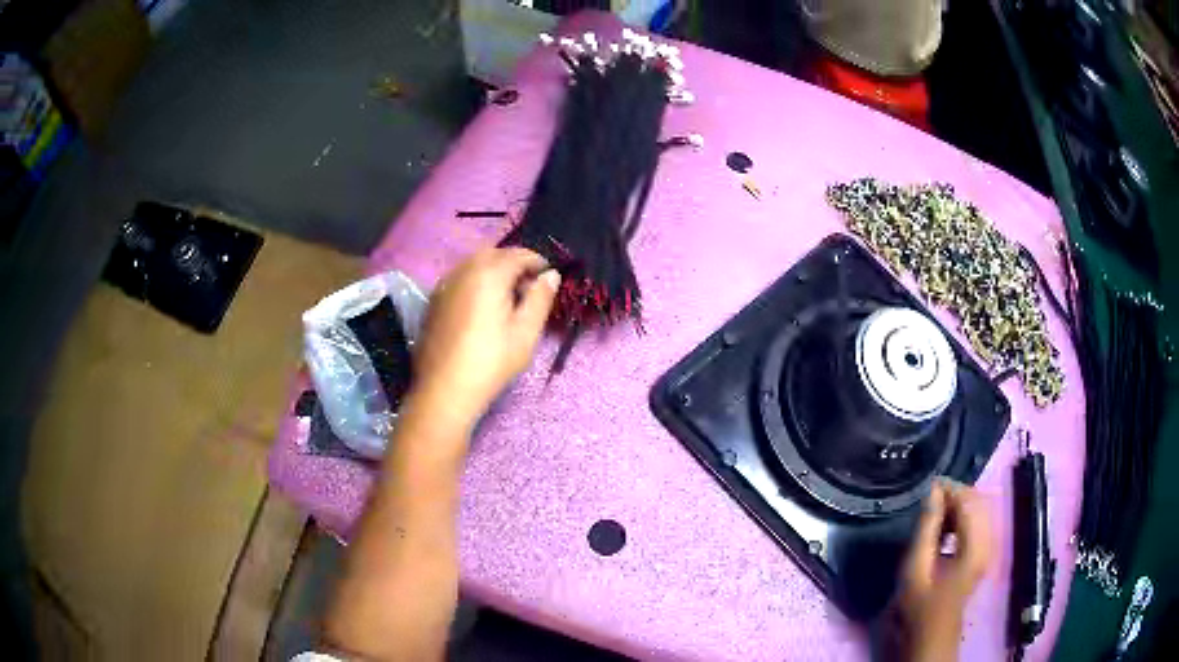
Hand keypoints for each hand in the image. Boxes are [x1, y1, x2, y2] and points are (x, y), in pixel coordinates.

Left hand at [408, 247, 559, 435]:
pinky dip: (474, 281)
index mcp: (489, 274)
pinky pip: (459, 278)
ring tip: (506, 297)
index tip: (548, 278)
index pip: (518, 254)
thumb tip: (551, 275)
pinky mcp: (434, 301)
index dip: (537, 262)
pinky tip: (481, 307)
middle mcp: (463, 271)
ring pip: (473, 264)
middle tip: (528, 286)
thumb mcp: (526, 332)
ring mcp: (444, 285)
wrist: (445, 389)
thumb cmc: (491, 361)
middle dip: (513, 262)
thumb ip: (540, 298)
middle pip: (493, 253)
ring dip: (493, 270)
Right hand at [892, 479, 992, 661]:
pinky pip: (978, 521)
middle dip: (954, 493)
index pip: (969, 500)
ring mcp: (989, 547)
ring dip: (958, 504)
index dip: (948, 488)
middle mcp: (989, 541)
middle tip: (928, 499)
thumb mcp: (916, 567)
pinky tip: (945, 527)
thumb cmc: (919, 605)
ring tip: (934, 513)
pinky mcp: (984, 552)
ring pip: (980, 508)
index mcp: (975, 545)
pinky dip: (963, 516)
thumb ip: (926, 528)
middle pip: (978, 500)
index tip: (925, 487)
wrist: (931, 635)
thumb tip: (932, 492)